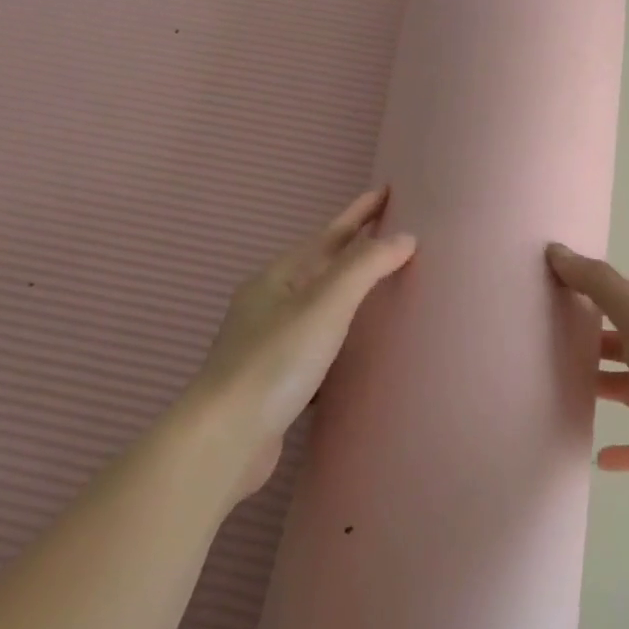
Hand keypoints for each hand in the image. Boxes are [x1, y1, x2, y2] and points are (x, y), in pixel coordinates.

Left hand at [194, 188, 415, 493]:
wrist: (224, 439)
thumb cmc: (276, 360)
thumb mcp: (325, 304)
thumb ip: (366, 266)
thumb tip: (405, 236)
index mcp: (278, 278)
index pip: (329, 235)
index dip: (359, 212)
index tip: (387, 190)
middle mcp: (270, 303)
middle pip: (321, 266)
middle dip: (354, 248)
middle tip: (392, 234)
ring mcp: (269, 342)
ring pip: (319, 305)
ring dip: (348, 292)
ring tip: (380, 286)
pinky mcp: (276, 379)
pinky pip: (317, 343)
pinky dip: (341, 335)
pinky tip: (357, 349)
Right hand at [546, 244, 628, 517]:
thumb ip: (600, 285)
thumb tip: (557, 251)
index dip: (598, 288)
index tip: (559, 284)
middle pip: (625, 342)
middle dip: (593, 337)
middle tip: (548, 336)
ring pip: (626, 389)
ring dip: (600, 385)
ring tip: (558, 384)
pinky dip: (617, 450)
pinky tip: (596, 454)